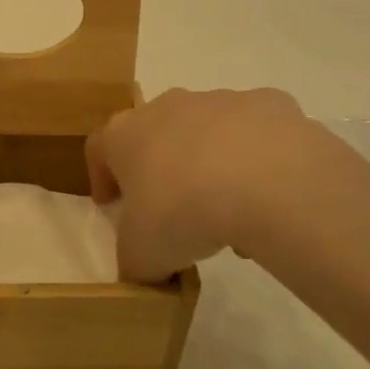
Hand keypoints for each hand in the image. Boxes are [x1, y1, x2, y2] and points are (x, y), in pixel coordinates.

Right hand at [86, 87, 365, 280]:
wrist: (268, 181)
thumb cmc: (183, 212)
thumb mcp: (142, 256)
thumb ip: (134, 260)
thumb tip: (144, 268)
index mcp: (125, 134)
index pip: (99, 148)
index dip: (101, 177)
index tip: (111, 205)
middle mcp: (168, 106)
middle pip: (155, 133)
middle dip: (160, 167)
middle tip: (171, 208)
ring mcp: (220, 100)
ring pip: (208, 132)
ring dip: (211, 164)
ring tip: (229, 212)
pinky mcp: (269, 104)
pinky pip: (257, 134)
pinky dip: (259, 159)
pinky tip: (270, 197)